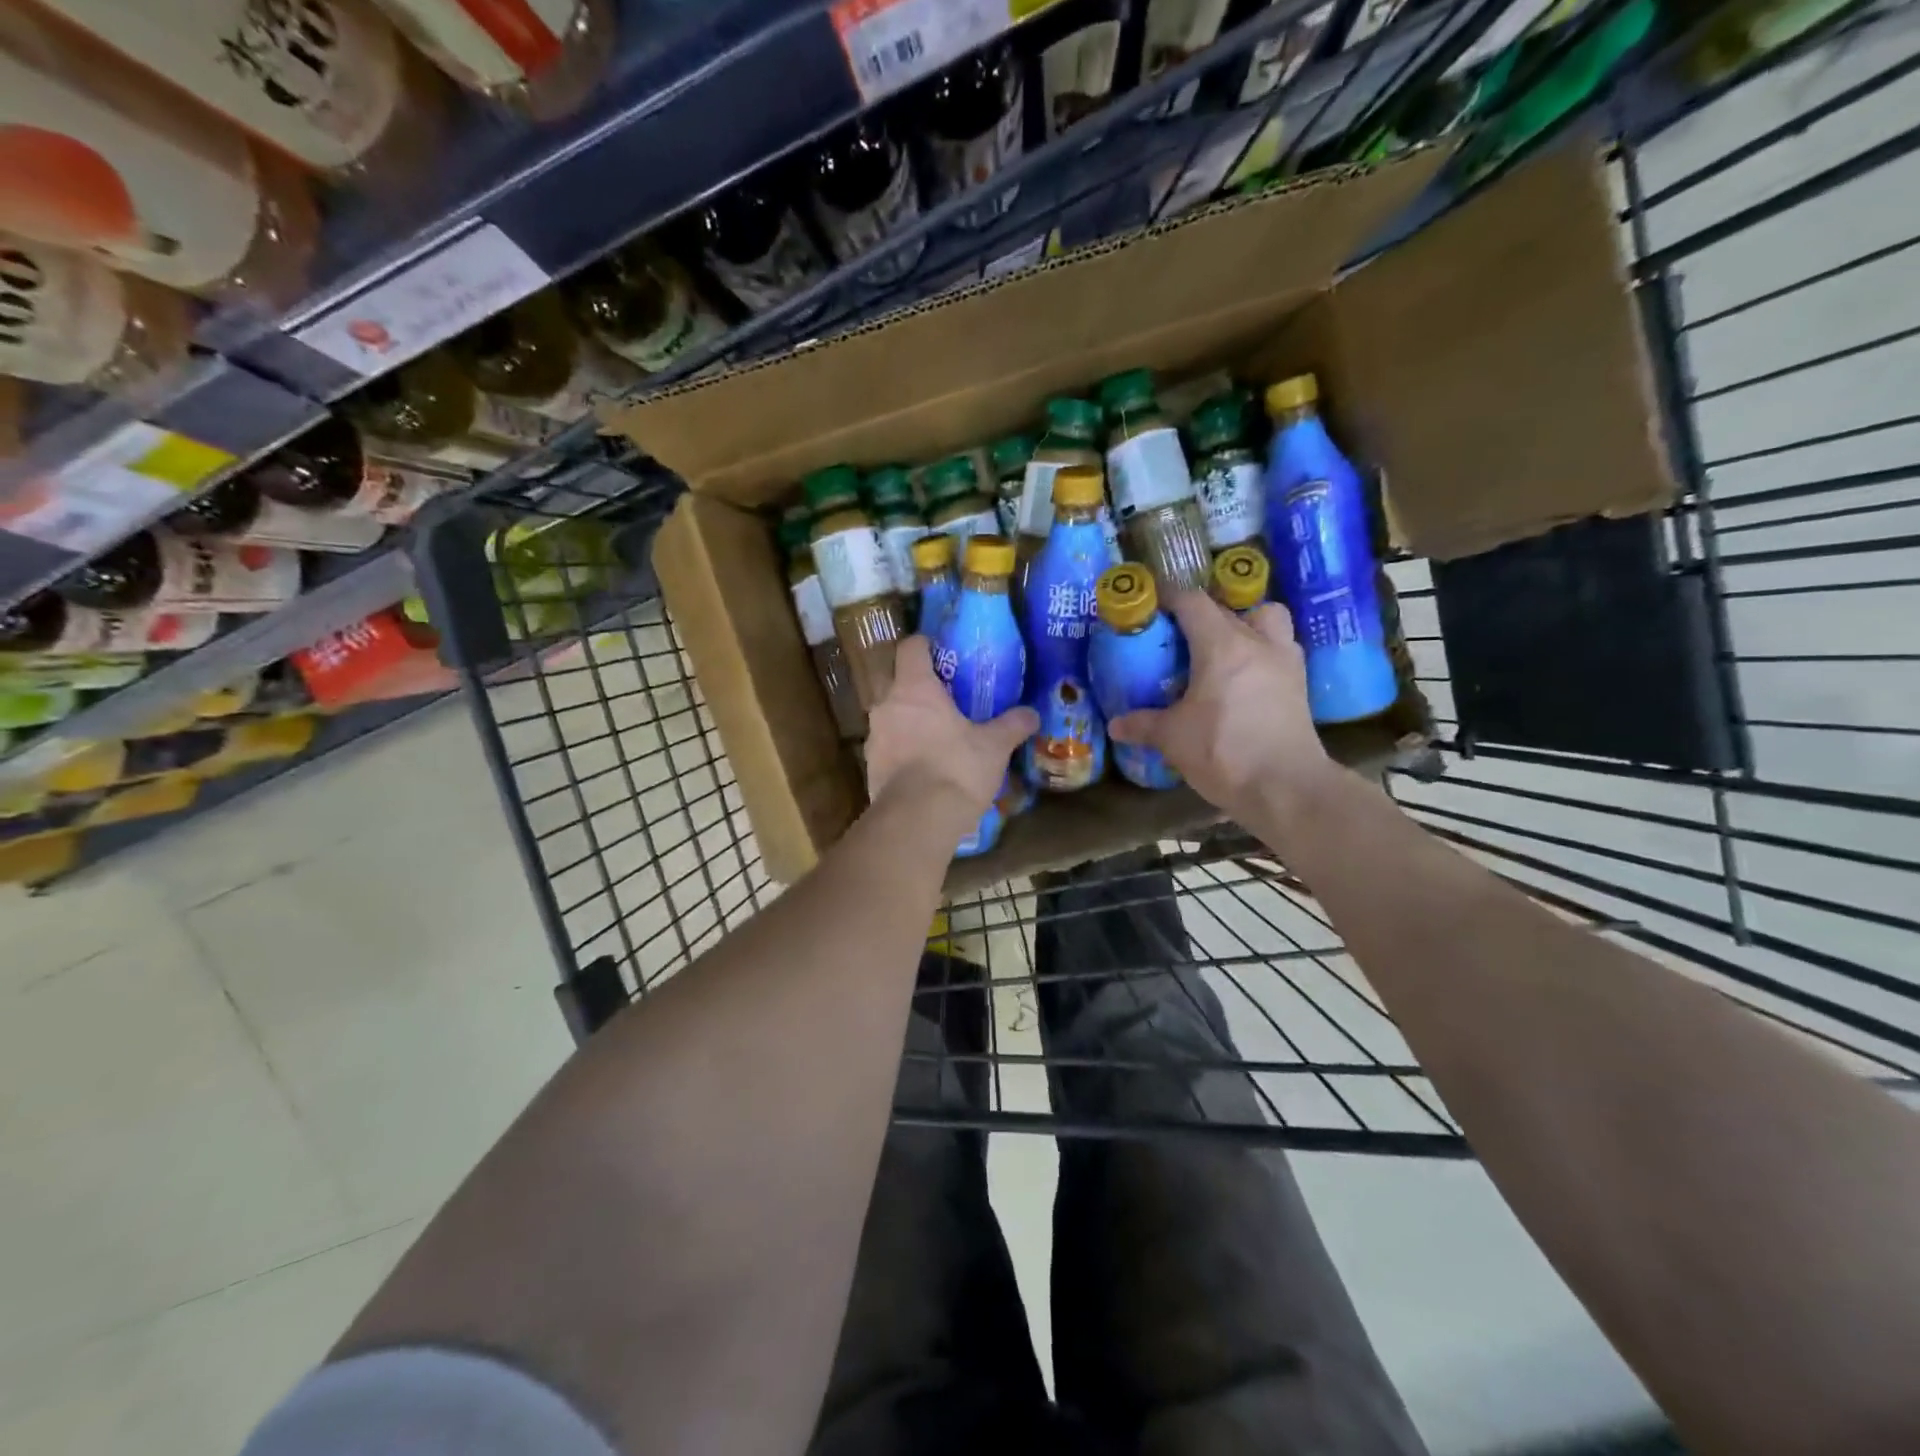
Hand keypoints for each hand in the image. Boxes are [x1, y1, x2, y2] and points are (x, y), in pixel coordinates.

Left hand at [865, 636, 1037, 829]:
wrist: (917, 819)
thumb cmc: (956, 768)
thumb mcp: (993, 746)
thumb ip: (1012, 725)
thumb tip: (1032, 714)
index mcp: (914, 688)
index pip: (911, 648)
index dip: (925, 645)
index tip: (941, 652)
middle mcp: (887, 706)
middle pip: (896, 683)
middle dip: (916, 687)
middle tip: (944, 698)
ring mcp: (874, 738)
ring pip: (890, 718)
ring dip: (908, 722)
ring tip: (935, 735)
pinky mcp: (870, 769)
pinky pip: (888, 749)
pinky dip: (903, 751)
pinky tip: (924, 767)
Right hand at [1107, 592, 1333, 824]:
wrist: (1286, 787)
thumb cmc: (1224, 752)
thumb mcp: (1173, 738)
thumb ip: (1143, 724)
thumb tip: (1116, 725)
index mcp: (1222, 645)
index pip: (1193, 602)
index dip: (1170, 597)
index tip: (1152, 604)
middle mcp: (1258, 642)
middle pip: (1227, 608)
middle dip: (1201, 613)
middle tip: (1179, 634)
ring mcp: (1285, 661)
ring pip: (1267, 619)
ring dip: (1245, 622)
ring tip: (1223, 646)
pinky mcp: (1300, 684)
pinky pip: (1279, 649)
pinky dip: (1262, 651)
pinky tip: (1245, 675)